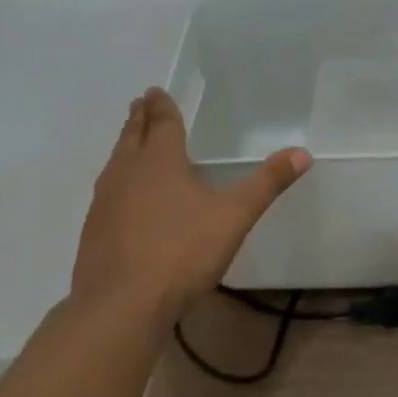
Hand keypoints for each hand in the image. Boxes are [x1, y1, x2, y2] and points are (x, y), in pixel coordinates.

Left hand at [72, 88, 310, 311]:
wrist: (121, 305)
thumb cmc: (181, 252)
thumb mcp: (234, 217)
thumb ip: (267, 184)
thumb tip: (303, 153)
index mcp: (160, 162)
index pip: (162, 124)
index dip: (161, 106)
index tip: (154, 91)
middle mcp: (127, 173)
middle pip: (132, 137)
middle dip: (139, 119)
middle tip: (139, 103)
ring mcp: (104, 202)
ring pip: (115, 163)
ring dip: (125, 147)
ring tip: (130, 142)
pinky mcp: (94, 231)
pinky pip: (106, 192)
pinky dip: (117, 180)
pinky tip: (122, 197)